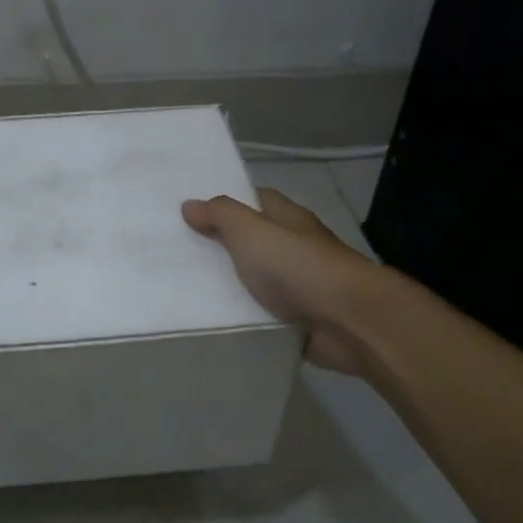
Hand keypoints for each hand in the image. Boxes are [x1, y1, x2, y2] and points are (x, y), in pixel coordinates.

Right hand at [182, 188, 371, 375]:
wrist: (346, 320)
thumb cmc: (296, 264)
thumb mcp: (250, 229)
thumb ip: (219, 215)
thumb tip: (189, 205)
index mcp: (287, 218)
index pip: (255, 200)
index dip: (225, 204)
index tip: (191, 213)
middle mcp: (294, 247)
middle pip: (252, 242)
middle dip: (220, 247)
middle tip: (177, 254)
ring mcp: (298, 285)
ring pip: (256, 280)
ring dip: (230, 286)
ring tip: (183, 291)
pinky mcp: (297, 319)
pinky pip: (262, 314)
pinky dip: (243, 317)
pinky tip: (213, 321)